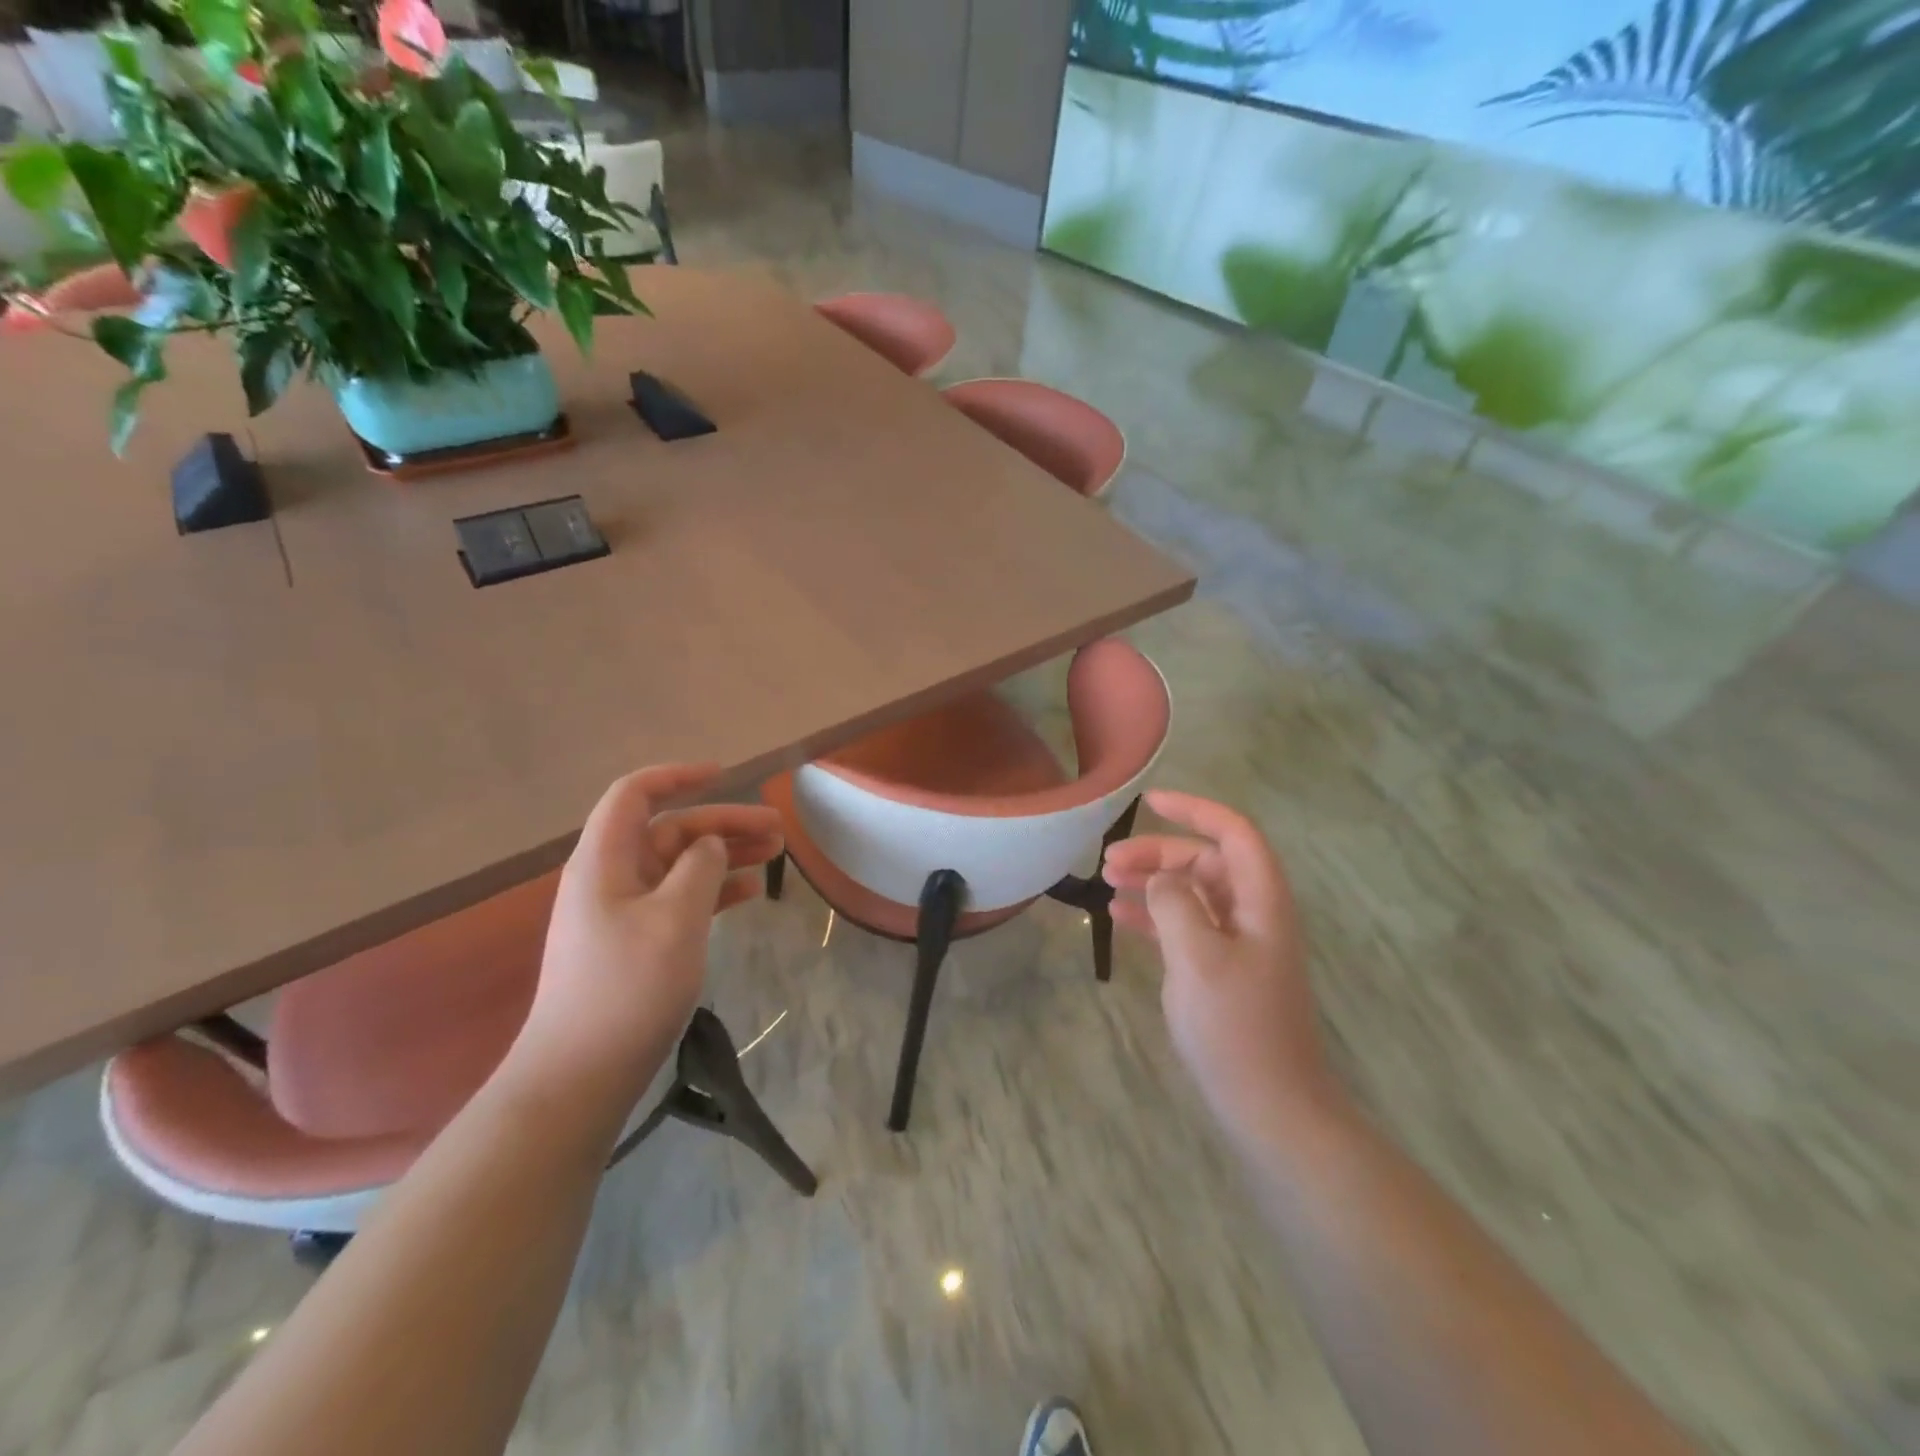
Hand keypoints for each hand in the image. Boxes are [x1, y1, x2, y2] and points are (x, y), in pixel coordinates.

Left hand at [511, 764, 783, 1110]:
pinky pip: (679, 900)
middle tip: (778, 829)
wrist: (579, 1076)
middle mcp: (610, 878)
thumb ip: (700, 869)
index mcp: (605, 861)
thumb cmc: (627, 989)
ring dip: (725, 856)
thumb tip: (711, 845)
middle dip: (723, 823)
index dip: (678, 776)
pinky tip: (750, 894)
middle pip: (670, 831)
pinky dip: (714, 891)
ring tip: (775, 855)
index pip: (635, 794)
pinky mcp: (634, 944)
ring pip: (679, 866)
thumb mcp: (675, 919)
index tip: (725, 775)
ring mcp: (621, 913)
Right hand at [1103, 791, 1338, 1140]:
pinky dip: (1155, 917)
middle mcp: (1253, 914)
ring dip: (1152, 883)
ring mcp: (1239, 944)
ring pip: (1192, 893)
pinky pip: (1186, 926)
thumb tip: (1160, 878)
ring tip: (1106, 884)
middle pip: (1206, 862)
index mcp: (1260, 902)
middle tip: (1109, 862)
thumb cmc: (1236, 1029)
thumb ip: (1175, 905)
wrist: (1271, 1108)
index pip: (1233, 833)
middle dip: (1158, 853)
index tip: (1150, 802)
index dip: (1195, 810)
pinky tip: (1119, 919)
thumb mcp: (1198, 958)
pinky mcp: (1223, 970)